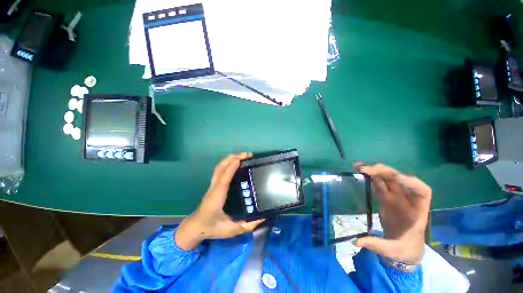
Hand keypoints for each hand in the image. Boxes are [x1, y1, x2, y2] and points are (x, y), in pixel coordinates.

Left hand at [175, 153, 264, 250]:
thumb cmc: (213, 228)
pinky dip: (227, 162)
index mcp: (218, 197)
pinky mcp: (213, 184)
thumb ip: (248, 225)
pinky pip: (219, 170)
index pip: (224, 178)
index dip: (231, 167)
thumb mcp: (232, 230)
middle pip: (221, 168)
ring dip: (230, 158)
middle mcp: (214, 187)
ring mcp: (212, 185)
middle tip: (247, 155)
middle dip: (232, 158)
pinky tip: (235, 162)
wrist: (196, 227)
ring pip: (219, 167)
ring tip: (242, 155)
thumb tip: (264, 216)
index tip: (241, 159)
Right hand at [353, 163, 431, 264]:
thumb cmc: (404, 249)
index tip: (396, 177)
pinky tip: (360, 172)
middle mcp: (406, 199)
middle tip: (365, 169)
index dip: (410, 182)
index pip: (421, 191)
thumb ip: (377, 244)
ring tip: (358, 167)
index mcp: (417, 211)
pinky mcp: (384, 197)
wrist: (404, 247)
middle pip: (398, 180)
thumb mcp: (393, 250)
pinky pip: (378, 183)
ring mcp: (394, 197)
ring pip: (386, 178)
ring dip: (374, 170)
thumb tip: (356, 241)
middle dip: (384, 171)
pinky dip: (369, 176)